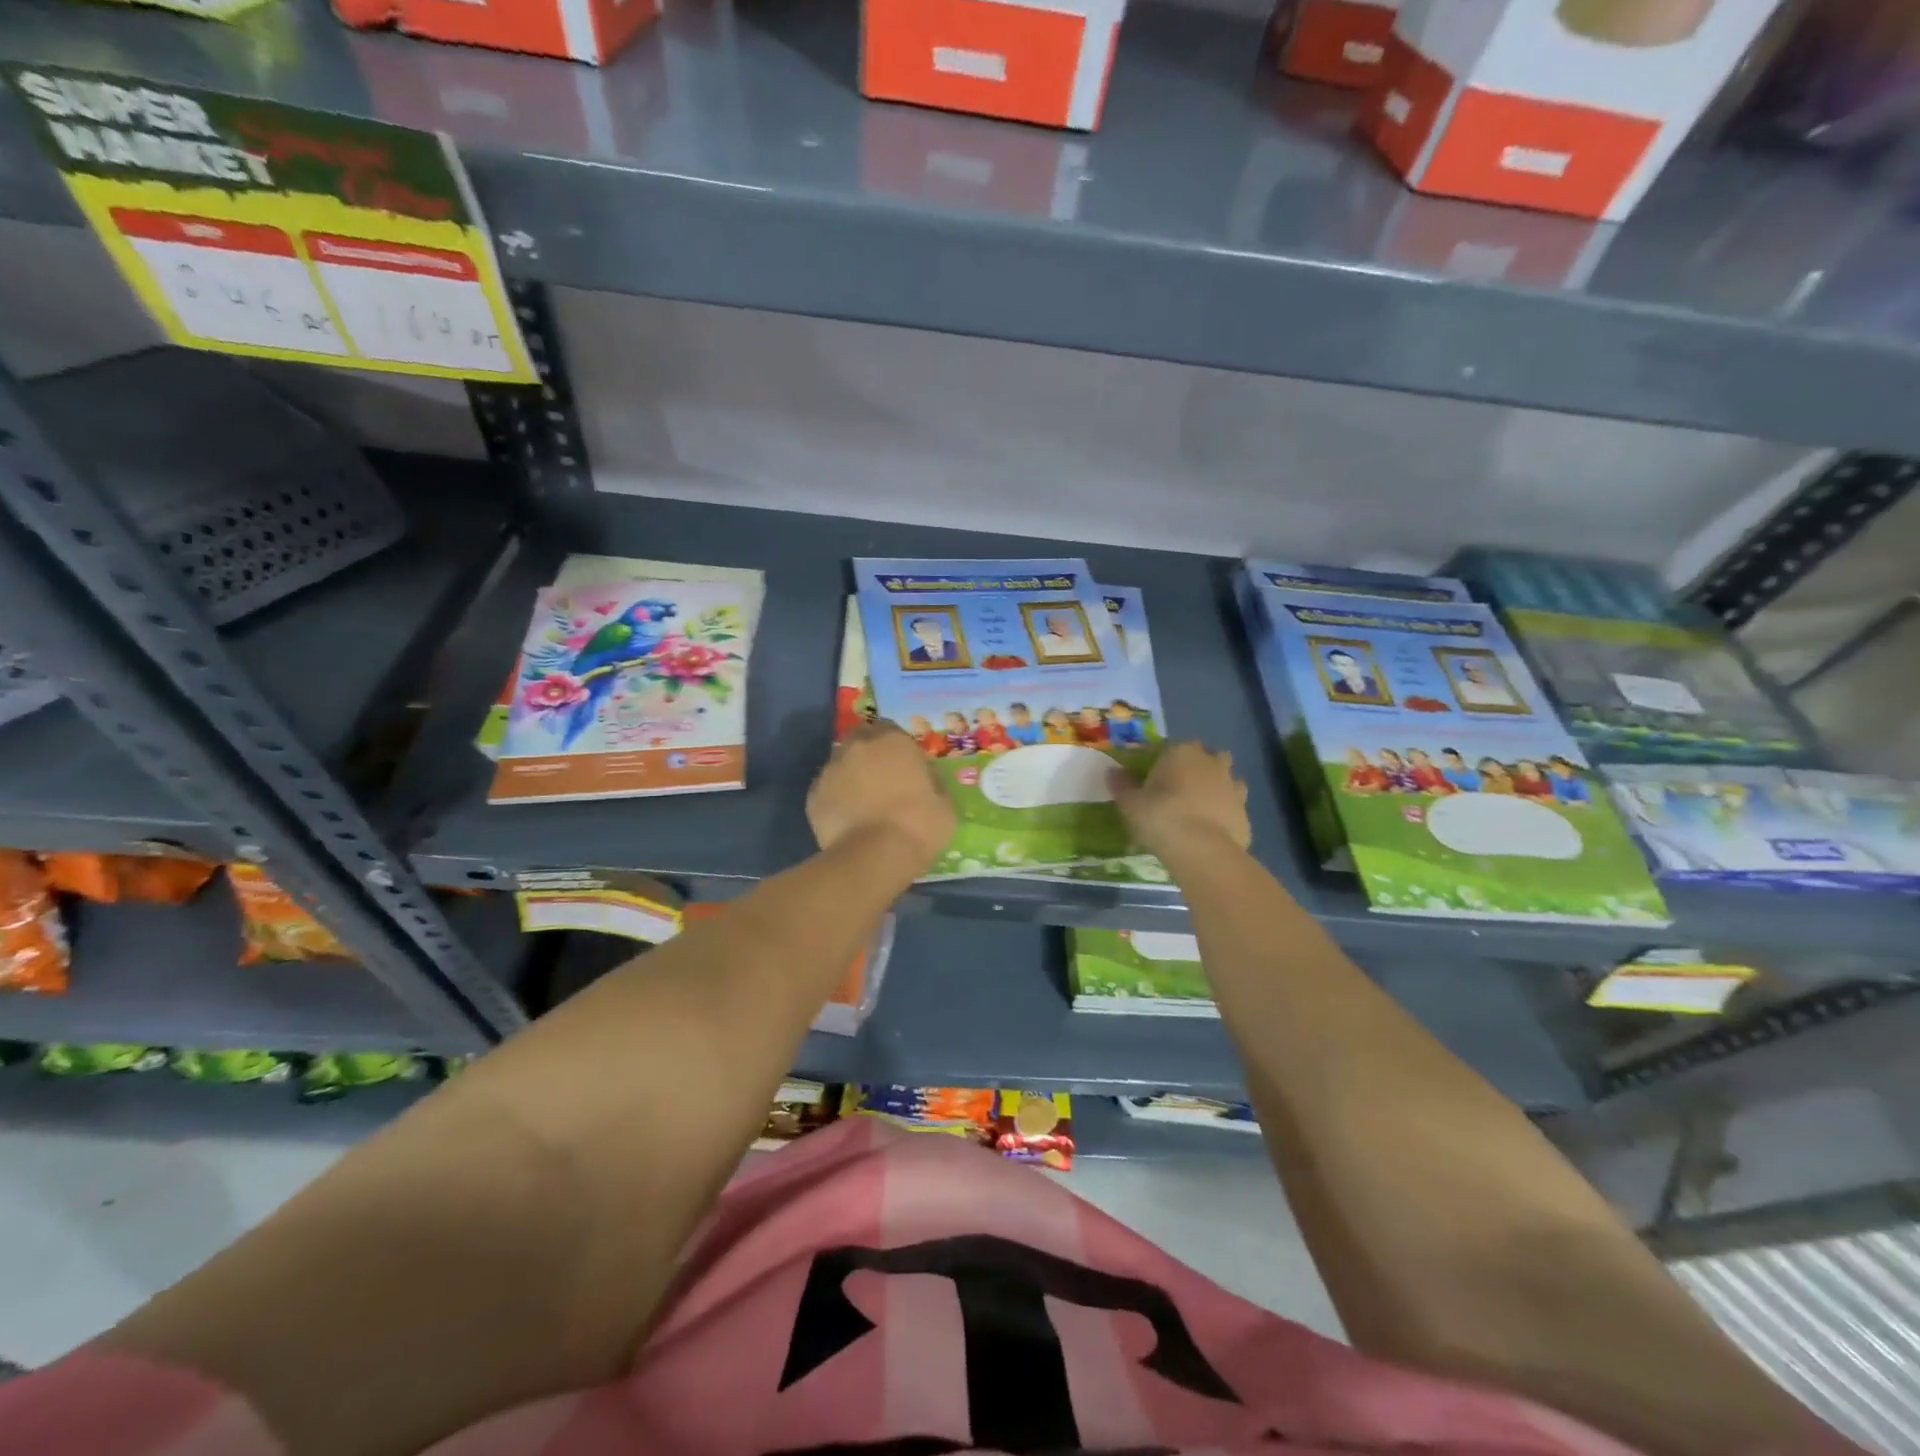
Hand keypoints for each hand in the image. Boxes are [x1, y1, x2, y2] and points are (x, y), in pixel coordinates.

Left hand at [808, 722, 955, 870]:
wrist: (875, 856)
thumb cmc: (919, 826)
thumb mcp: (944, 803)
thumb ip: (931, 781)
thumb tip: (924, 778)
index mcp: (893, 741)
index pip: (891, 729)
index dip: (896, 747)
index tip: (903, 766)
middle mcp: (858, 747)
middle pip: (861, 741)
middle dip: (869, 755)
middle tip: (881, 780)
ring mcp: (831, 769)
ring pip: (841, 765)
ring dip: (850, 776)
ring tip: (862, 803)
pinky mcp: (813, 795)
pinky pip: (827, 791)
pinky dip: (836, 799)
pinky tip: (847, 820)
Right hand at [1109, 741, 1250, 857]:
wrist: (1201, 850)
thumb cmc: (1160, 817)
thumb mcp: (1130, 802)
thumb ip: (1122, 785)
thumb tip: (1112, 772)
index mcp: (1182, 752)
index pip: (1172, 747)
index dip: (1164, 761)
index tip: (1154, 778)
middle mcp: (1212, 763)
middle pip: (1208, 757)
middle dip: (1199, 768)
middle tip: (1180, 790)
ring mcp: (1234, 787)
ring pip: (1227, 781)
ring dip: (1216, 790)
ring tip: (1198, 810)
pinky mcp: (1245, 813)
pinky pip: (1233, 809)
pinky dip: (1224, 816)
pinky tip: (1210, 831)